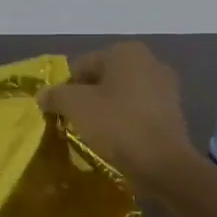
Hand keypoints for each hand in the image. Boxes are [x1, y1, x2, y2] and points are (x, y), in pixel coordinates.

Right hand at [38, 42, 198, 193]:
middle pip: (102, 79)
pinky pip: (138, 112)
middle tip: (74, 122)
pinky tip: (117, 141)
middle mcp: (150, 61)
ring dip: (106, 110)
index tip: (59, 112)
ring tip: (94, 134)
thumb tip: (43, 95)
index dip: (65, 89)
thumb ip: (55, 95)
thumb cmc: (117, 125)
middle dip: (87, 98)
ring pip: (121, 95)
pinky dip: (125, 121)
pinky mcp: (174, 113)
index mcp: (126, 51)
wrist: (164, 165)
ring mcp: (166, 87)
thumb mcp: (76, 106)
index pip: (82, 66)